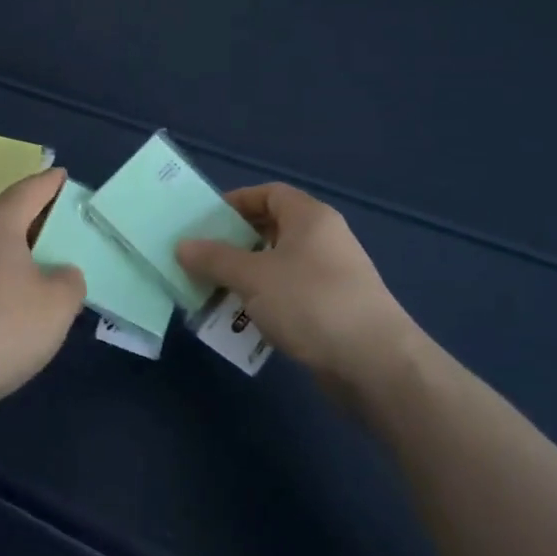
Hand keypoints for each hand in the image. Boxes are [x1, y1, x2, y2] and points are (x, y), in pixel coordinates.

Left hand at [0, 166, 85, 421]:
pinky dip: (0, 275)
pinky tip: (13, 301)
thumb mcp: (57, 305)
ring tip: (45, 265)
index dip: (51, 182)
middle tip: (64, 225)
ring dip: (17, 249)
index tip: (64, 175)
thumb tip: (59, 273)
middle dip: (35, 216)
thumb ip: (70, 280)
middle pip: (7, 213)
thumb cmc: (0, 329)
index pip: (31, 189)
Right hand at [177, 183, 421, 394]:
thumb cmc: (310, 302)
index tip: (205, 221)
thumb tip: (182, 245)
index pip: (269, 193)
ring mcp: (331, 276)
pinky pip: (289, 296)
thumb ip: (215, 259)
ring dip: (245, 279)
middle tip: (201, 260)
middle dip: (234, 245)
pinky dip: (265, 303)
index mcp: (309, 217)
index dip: (236, 202)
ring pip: (278, 267)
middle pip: (271, 230)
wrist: (374, 362)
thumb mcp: (254, 277)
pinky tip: (243, 323)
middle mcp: (323, 239)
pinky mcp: (333, 310)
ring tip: (213, 294)